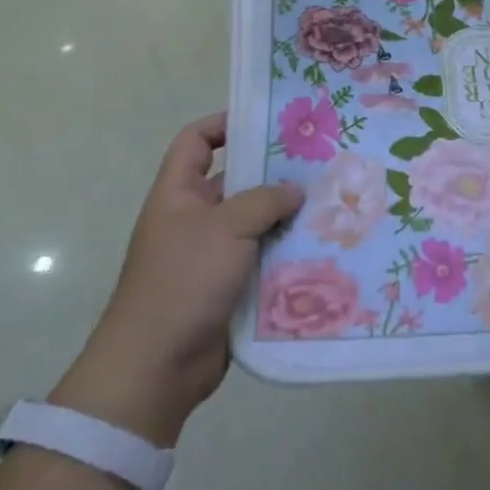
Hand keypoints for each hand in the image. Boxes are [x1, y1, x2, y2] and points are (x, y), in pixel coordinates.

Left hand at [53, 113, 301, 444]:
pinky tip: (323, 246)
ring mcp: (212, 255)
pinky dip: (287, 253)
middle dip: (274, 173)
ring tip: (332, 202)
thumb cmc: (183, 281)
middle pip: (236, 181)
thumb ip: (264, 200)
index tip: (268, 122)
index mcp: (178, 194)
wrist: (157, 366)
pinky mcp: (230, 287)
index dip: (225, 124)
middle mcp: (194, 218)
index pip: (196, 141)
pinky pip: (263, 258)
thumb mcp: (225, 228)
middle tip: (320, 162)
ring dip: (287, 216)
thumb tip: (295, 190)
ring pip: (256, 222)